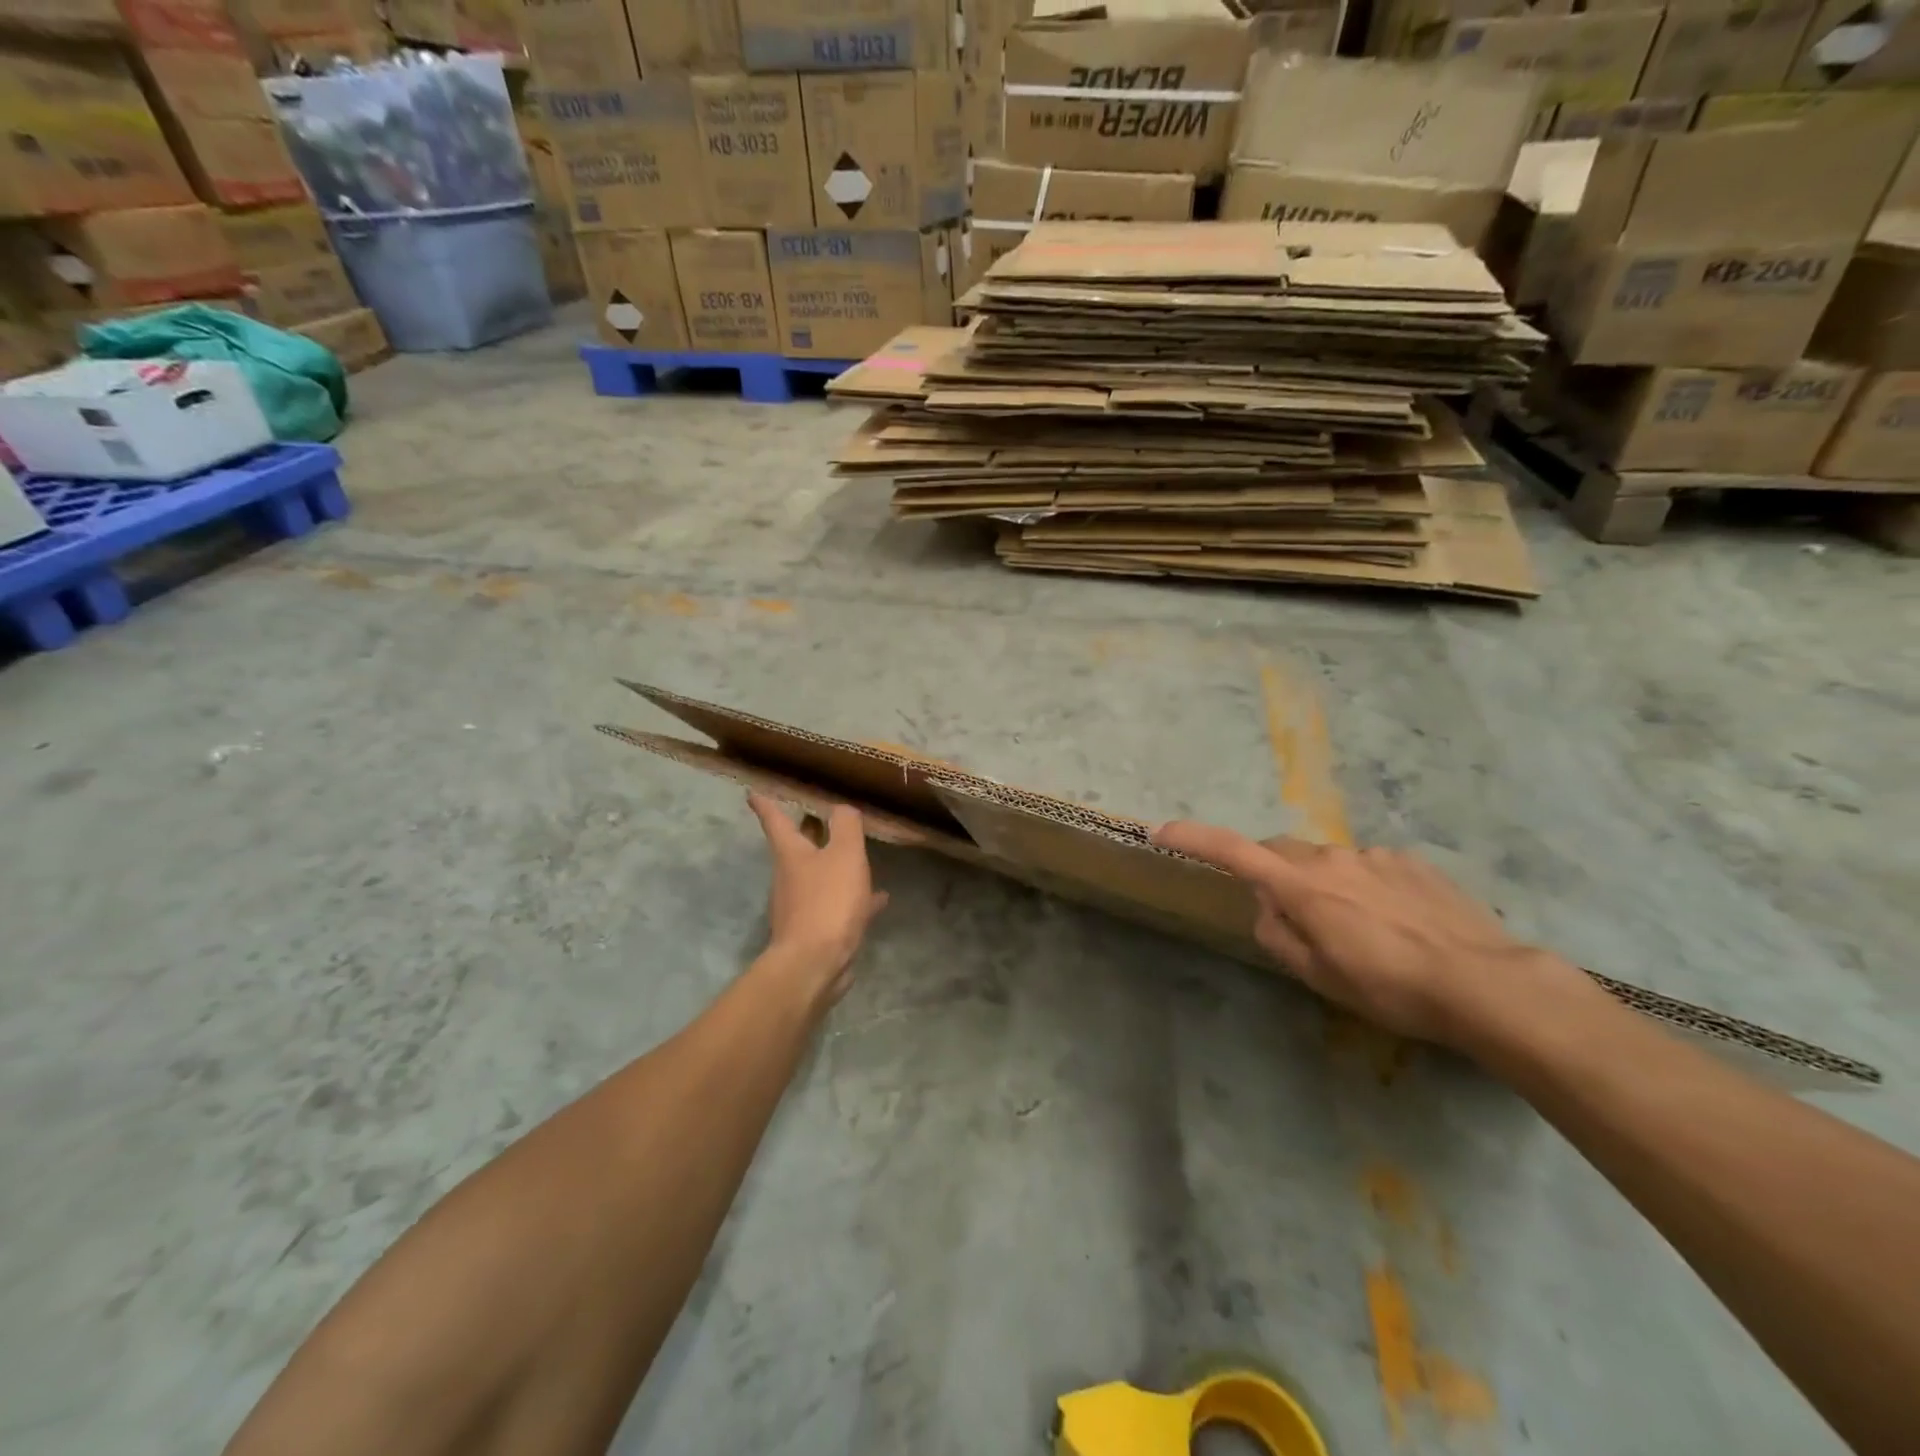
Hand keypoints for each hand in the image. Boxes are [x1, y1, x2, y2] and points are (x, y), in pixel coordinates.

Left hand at [748, 794, 888, 1006]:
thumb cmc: (827, 902)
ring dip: (834, 865)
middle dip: (806, 831)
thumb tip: (841, 808)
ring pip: (819, 876)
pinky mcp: (814, 930)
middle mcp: (789, 877)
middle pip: (796, 848)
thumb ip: (846, 826)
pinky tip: (877, 900)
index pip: (775, 820)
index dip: (765, 803)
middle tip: (816, 816)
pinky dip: (852, 897)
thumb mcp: (845, 855)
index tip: (752, 792)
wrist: (814, 964)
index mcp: (791, 853)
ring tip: (859, 857)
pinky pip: (835, 904)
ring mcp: (800, 906)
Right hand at [1151, 823, 1571, 1047]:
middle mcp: (1332, 858)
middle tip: (1292, 918)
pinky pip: (1370, 868)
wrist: (1487, 983)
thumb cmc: (1391, 987)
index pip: (1234, 852)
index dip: (1194, 839)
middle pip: (1282, 853)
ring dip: (1326, 887)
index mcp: (1302, 886)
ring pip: (1329, 863)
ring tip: (1360, 934)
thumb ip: (1279, 935)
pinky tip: (1397, 925)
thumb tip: (1266, 907)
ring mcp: (1375, 856)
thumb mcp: (1320, 976)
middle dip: (1273, 874)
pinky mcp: (1412, 862)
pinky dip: (1365, 888)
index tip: (1161, 831)